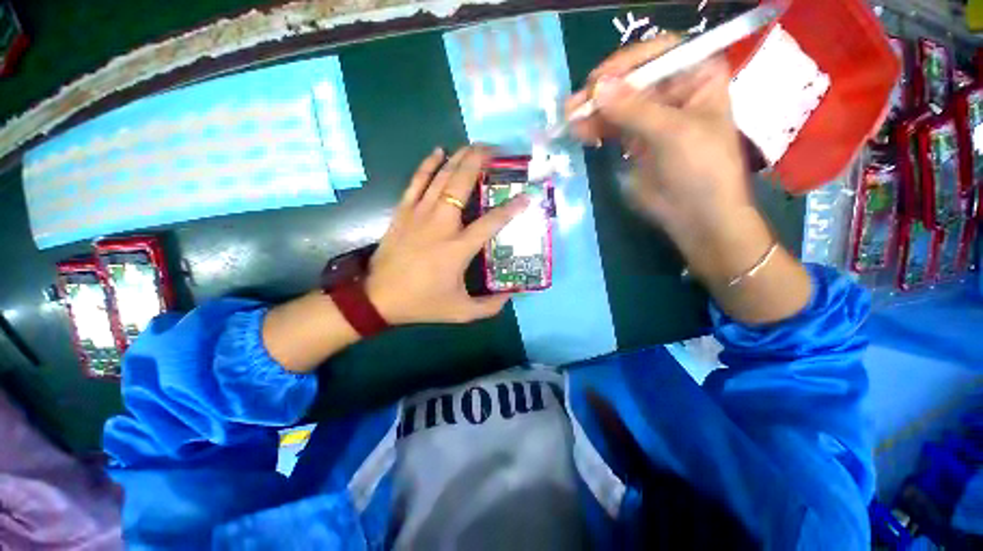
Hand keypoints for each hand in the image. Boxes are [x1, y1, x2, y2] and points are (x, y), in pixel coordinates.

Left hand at [365, 146, 530, 324]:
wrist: (378, 298)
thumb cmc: (422, 303)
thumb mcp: (461, 312)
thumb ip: (489, 306)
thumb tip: (511, 295)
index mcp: (458, 248)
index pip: (491, 222)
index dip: (511, 209)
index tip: (526, 197)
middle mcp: (441, 224)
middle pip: (462, 184)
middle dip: (480, 162)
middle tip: (496, 150)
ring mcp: (419, 214)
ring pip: (441, 177)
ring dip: (459, 157)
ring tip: (474, 145)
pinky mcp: (403, 212)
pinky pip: (416, 181)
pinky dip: (428, 164)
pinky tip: (438, 151)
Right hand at [566, 34, 752, 244]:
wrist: (696, 216)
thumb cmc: (700, 169)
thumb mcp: (672, 133)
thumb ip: (634, 109)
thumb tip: (597, 88)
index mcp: (697, 76)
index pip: (661, 52)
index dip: (629, 62)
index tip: (600, 80)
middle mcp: (674, 90)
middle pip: (633, 78)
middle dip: (604, 90)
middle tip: (576, 103)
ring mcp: (652, 116)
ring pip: (618, 104)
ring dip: (594, 111)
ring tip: (570, 119)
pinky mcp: (635, 140)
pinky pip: (611, 126)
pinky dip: (595, 128)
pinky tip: (580, 132)